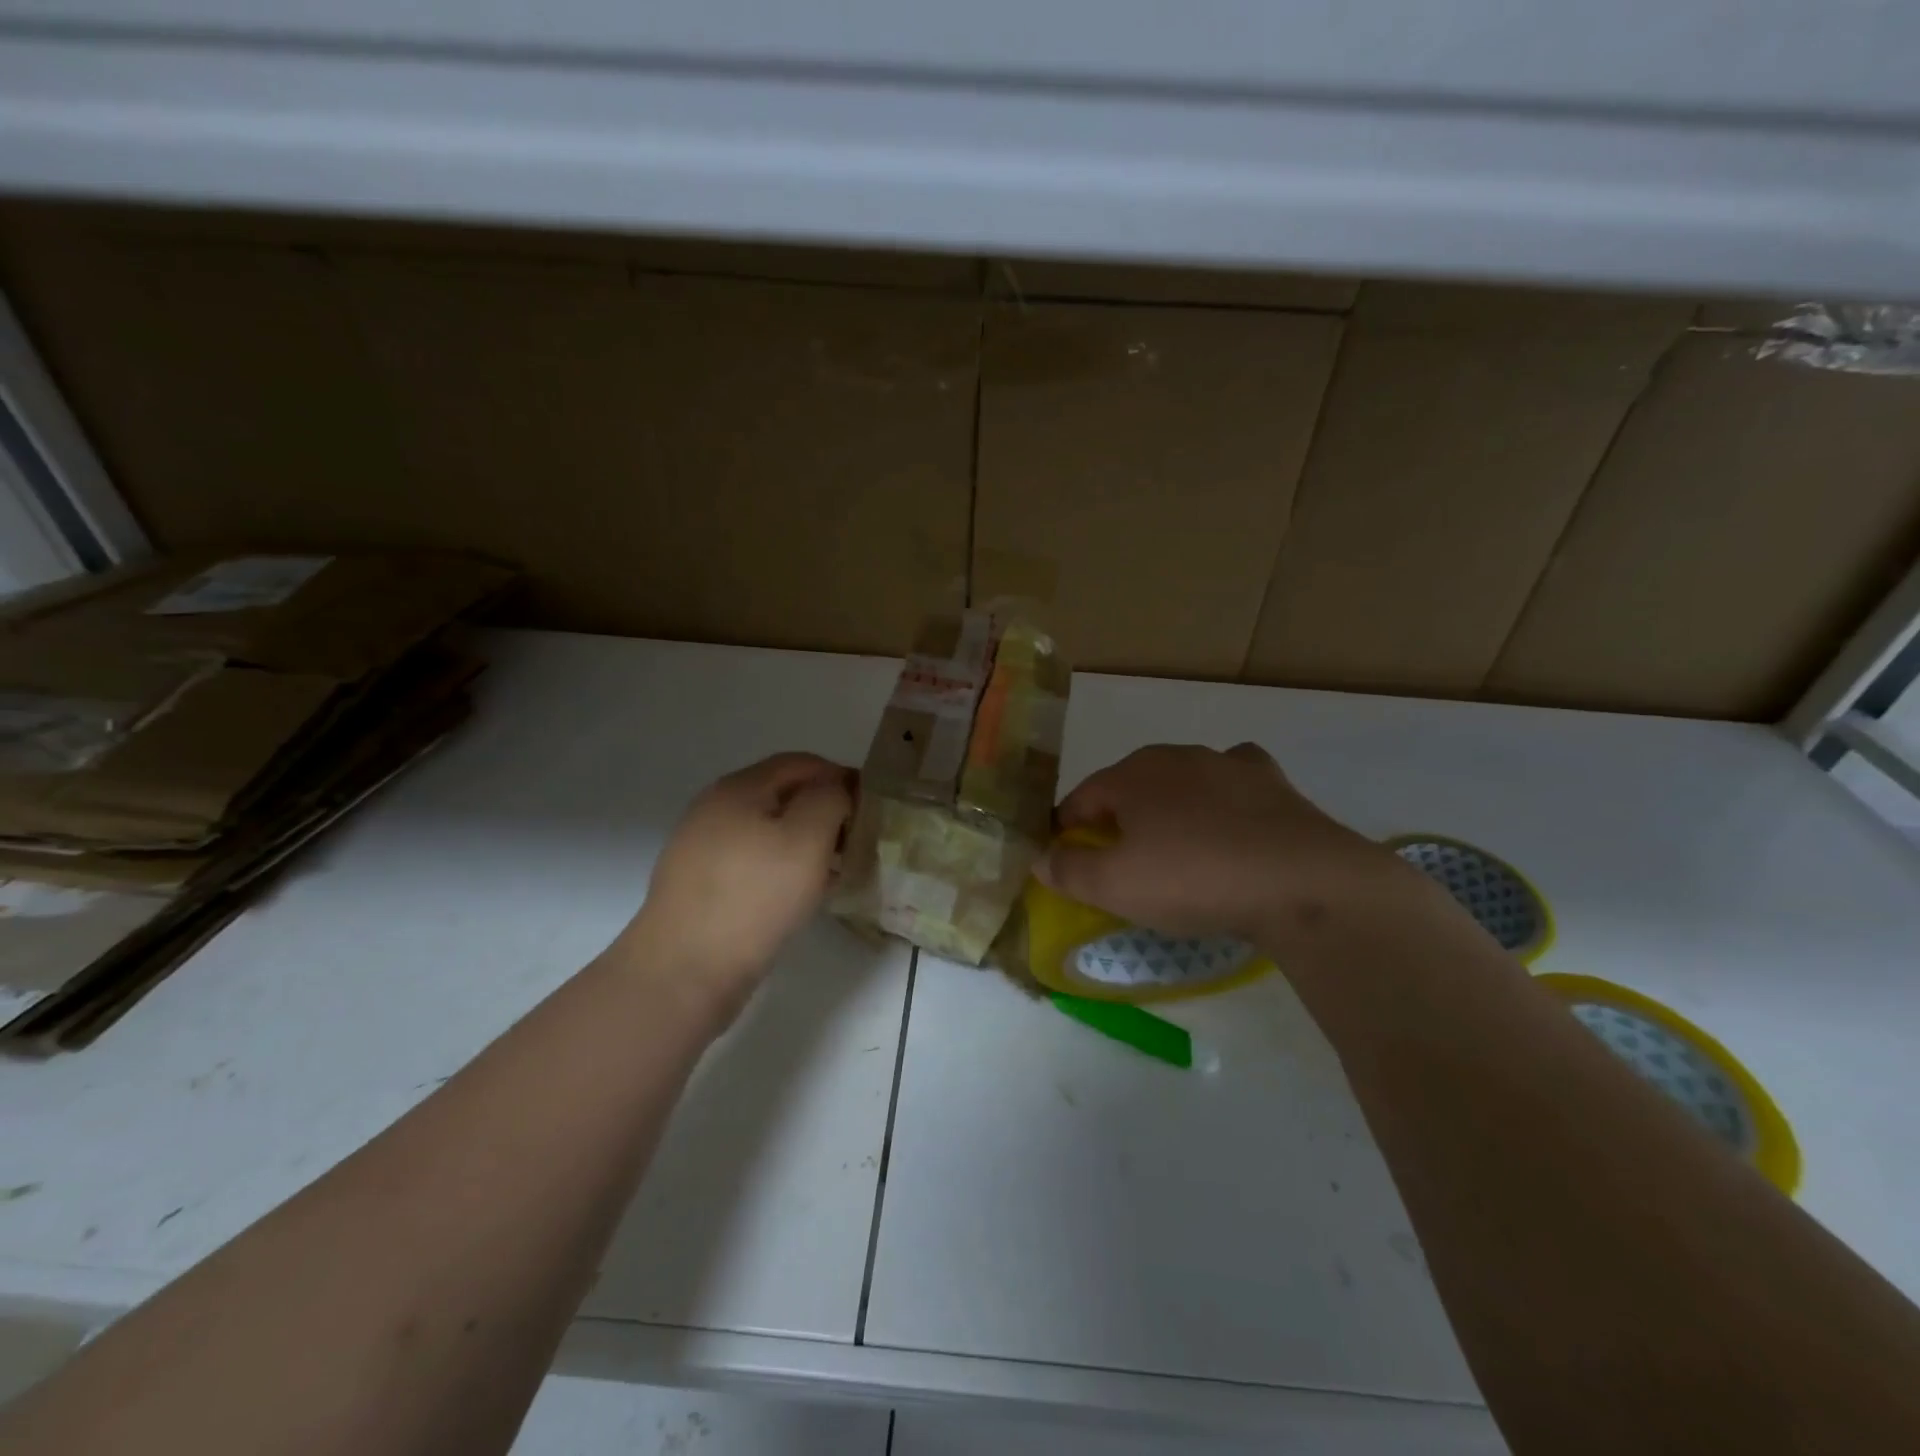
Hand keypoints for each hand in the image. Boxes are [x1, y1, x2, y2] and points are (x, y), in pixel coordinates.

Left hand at [611, 753, 854, 1016]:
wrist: (684, 972)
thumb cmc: (754, 897)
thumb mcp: (807, 839)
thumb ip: (829, 800)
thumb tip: (836, 789)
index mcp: (739, 788)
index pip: (802, 763)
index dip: (841, 777)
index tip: (871, 808)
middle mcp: (715, 809)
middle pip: (782, 795)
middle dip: (824, 811)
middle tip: (857, 841)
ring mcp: (702, 848)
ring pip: (767, 831)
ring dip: (805, 843)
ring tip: (834, 871)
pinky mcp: (699, 885)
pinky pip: (752, 862)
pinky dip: (781, 868)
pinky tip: (799, 896)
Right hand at [1040, 743, 1424, 947]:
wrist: (1302, 881)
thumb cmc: (1194, 878)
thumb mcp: (1115, 886)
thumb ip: (1068, 870)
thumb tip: (1039, 858)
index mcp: (1130, 775)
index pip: (1081, 798)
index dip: (1067, 830)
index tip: (1068, 861)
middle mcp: (1174, 756)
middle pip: (1129, 786)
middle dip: (1117, 818)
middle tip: (1120, 862)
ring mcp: (1226, 763)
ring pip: (1180, 781)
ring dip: (1168, 807)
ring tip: (1176, 848)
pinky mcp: (1271, 781)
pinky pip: (1232, 782)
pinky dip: (1222, 797)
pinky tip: (1230, 820)